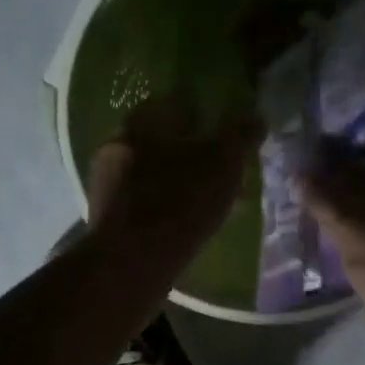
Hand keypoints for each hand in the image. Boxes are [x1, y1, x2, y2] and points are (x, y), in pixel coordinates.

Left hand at [86, 96, 256, 272]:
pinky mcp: (109, 215)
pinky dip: (170, 205)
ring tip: (214, 201)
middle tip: (224, 170)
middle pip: (166, 139)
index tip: (227, 133)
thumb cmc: (180, 200)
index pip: (179, 103)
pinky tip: (190, 223)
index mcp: (144, 119)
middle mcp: (120, 142)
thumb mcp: (224, 162)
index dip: (207, 114)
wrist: (132, 261)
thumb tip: (256, 115)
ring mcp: (109, 181)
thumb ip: (241, 134)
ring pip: (157, 171)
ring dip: (183, 181)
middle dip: (195, 152)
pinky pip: (147, 201)